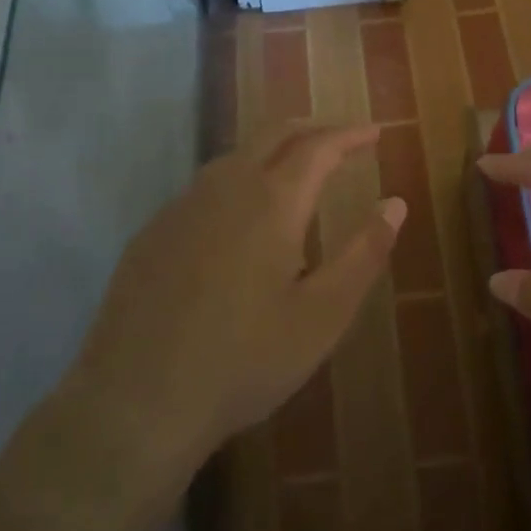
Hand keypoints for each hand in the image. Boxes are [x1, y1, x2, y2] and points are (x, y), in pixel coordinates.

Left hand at [63, 122, 404, 487]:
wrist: (136, 402)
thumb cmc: (244, 361)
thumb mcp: (322, 316)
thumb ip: (364, 254)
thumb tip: (395, 203)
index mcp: (271, 202)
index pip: (319, 147)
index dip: (350, 135)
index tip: (375, 132)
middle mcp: (224, 189)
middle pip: (273, 135)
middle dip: (312, 129)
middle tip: (341, 139)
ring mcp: (181, 208)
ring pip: (234, 157)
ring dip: (272, 150)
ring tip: (296, 168)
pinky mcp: (152, 233)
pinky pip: (204, 187)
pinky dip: (237, 179)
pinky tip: (239, 215)